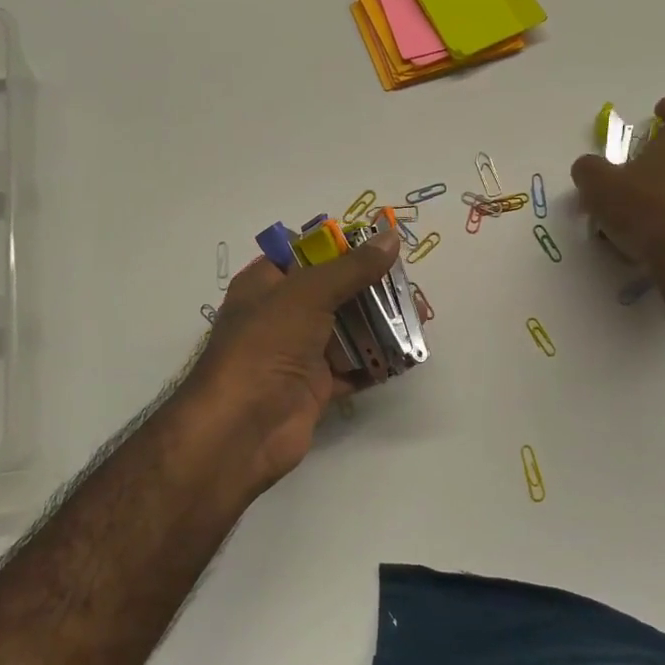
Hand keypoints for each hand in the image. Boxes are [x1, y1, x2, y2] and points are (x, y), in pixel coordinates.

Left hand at [178, 230, 400, 494]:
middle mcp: (281, 315)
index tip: (381, 246)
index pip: (306, 255)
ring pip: (347, 330)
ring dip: (381, 324)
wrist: (243, 427)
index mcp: (266, 284)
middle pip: (334, 292)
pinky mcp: (316, 387)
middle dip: (372, 289)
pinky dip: (377, 362)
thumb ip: (351, 267)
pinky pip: (353, 368)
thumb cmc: (266, 345)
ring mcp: (299, 353)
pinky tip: (408, 355)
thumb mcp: (307, 294)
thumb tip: (390, 237)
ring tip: (421, 317)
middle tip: (412, 287)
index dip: (341, 248)